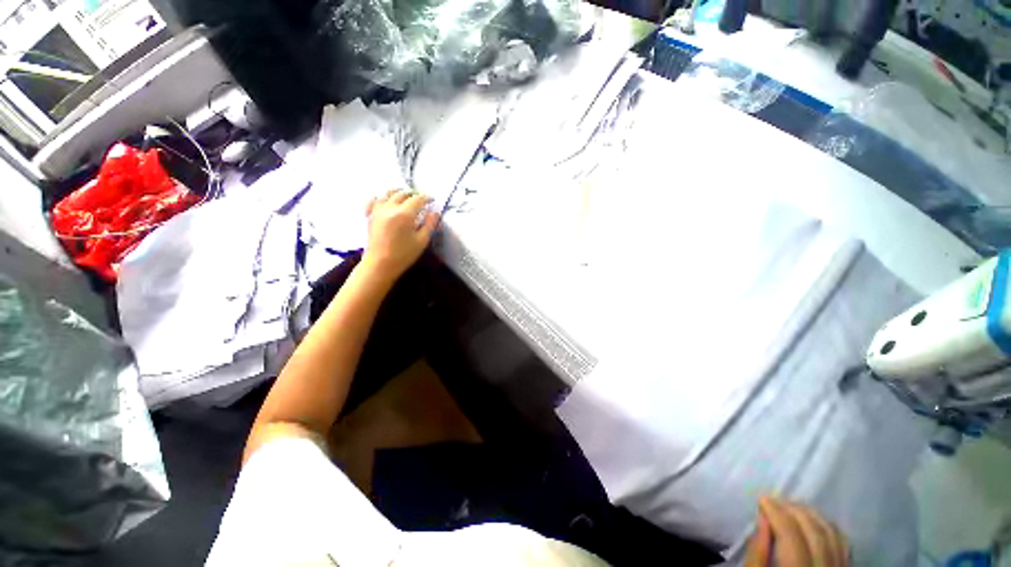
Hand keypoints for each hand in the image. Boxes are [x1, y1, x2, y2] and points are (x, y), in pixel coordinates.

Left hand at [361, 189, 439, 282]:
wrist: (380, 264)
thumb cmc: (403, 254)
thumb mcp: (422, 241)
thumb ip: (429, 224)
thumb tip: (434, 213)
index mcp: (405, 214)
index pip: (417, 199)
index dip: (426, 198)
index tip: (432, 200)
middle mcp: (390, 208)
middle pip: (402, 194)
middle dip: (413, 195)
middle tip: (420, 200)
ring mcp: (378, 210)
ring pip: (388, 193)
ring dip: (398, 193)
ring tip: (405, 197)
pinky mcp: (371, 215)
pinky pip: (375, 200)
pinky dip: (382, 198)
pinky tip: (386, 201)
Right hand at [745, 497, 848, 566]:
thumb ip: (758, 554)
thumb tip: (762, 519)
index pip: (792, 537)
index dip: (777, 513)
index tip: (762, 499)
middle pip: (816, 534)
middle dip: (794, 510)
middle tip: (774, 500)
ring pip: (833, 536)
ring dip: (812, 515)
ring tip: (791, 506)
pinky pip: (844, 545)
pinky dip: (828, 528)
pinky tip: (814, 522)